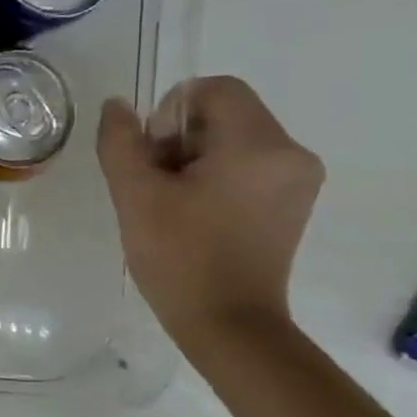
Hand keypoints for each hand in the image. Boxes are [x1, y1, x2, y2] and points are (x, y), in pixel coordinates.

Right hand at [96, 75, 323, 355]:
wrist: (228, 326)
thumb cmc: (180, 258)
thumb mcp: (135, 195)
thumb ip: (120, 141)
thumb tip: (117, 105)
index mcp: (259, 144)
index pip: (213, 90)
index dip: (170, 114)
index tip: (154, 159)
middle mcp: (291, 153)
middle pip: (225, 113)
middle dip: (180, 140)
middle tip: (158, 187)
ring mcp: (299, 180)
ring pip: (234, 139)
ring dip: (196, 159)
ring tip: (175, 205)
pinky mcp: (294, 203)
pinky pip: (249, 165)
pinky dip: (218, 177)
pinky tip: (198, 215)